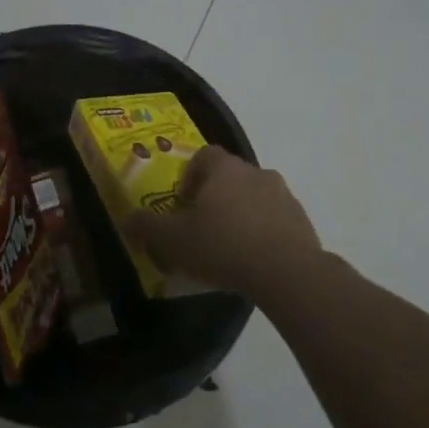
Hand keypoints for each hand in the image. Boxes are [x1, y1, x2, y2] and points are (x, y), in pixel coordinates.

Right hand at [125, 145, 322, 296]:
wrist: (287, 272)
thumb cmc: (223, 246)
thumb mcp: (174, 240)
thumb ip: (147, 227)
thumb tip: (126, 219)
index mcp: (225, 169)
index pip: (205, 155)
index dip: (190, 174)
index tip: (182, 201)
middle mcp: (256, 172)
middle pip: (230, 176)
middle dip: (214, 197)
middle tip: (201, 226)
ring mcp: (284, 195)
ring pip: (254, 196)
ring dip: (240, 213)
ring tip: (228, 245)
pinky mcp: (302, 220)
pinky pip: (275, 219)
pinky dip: (263, 231)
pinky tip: (253, 259)